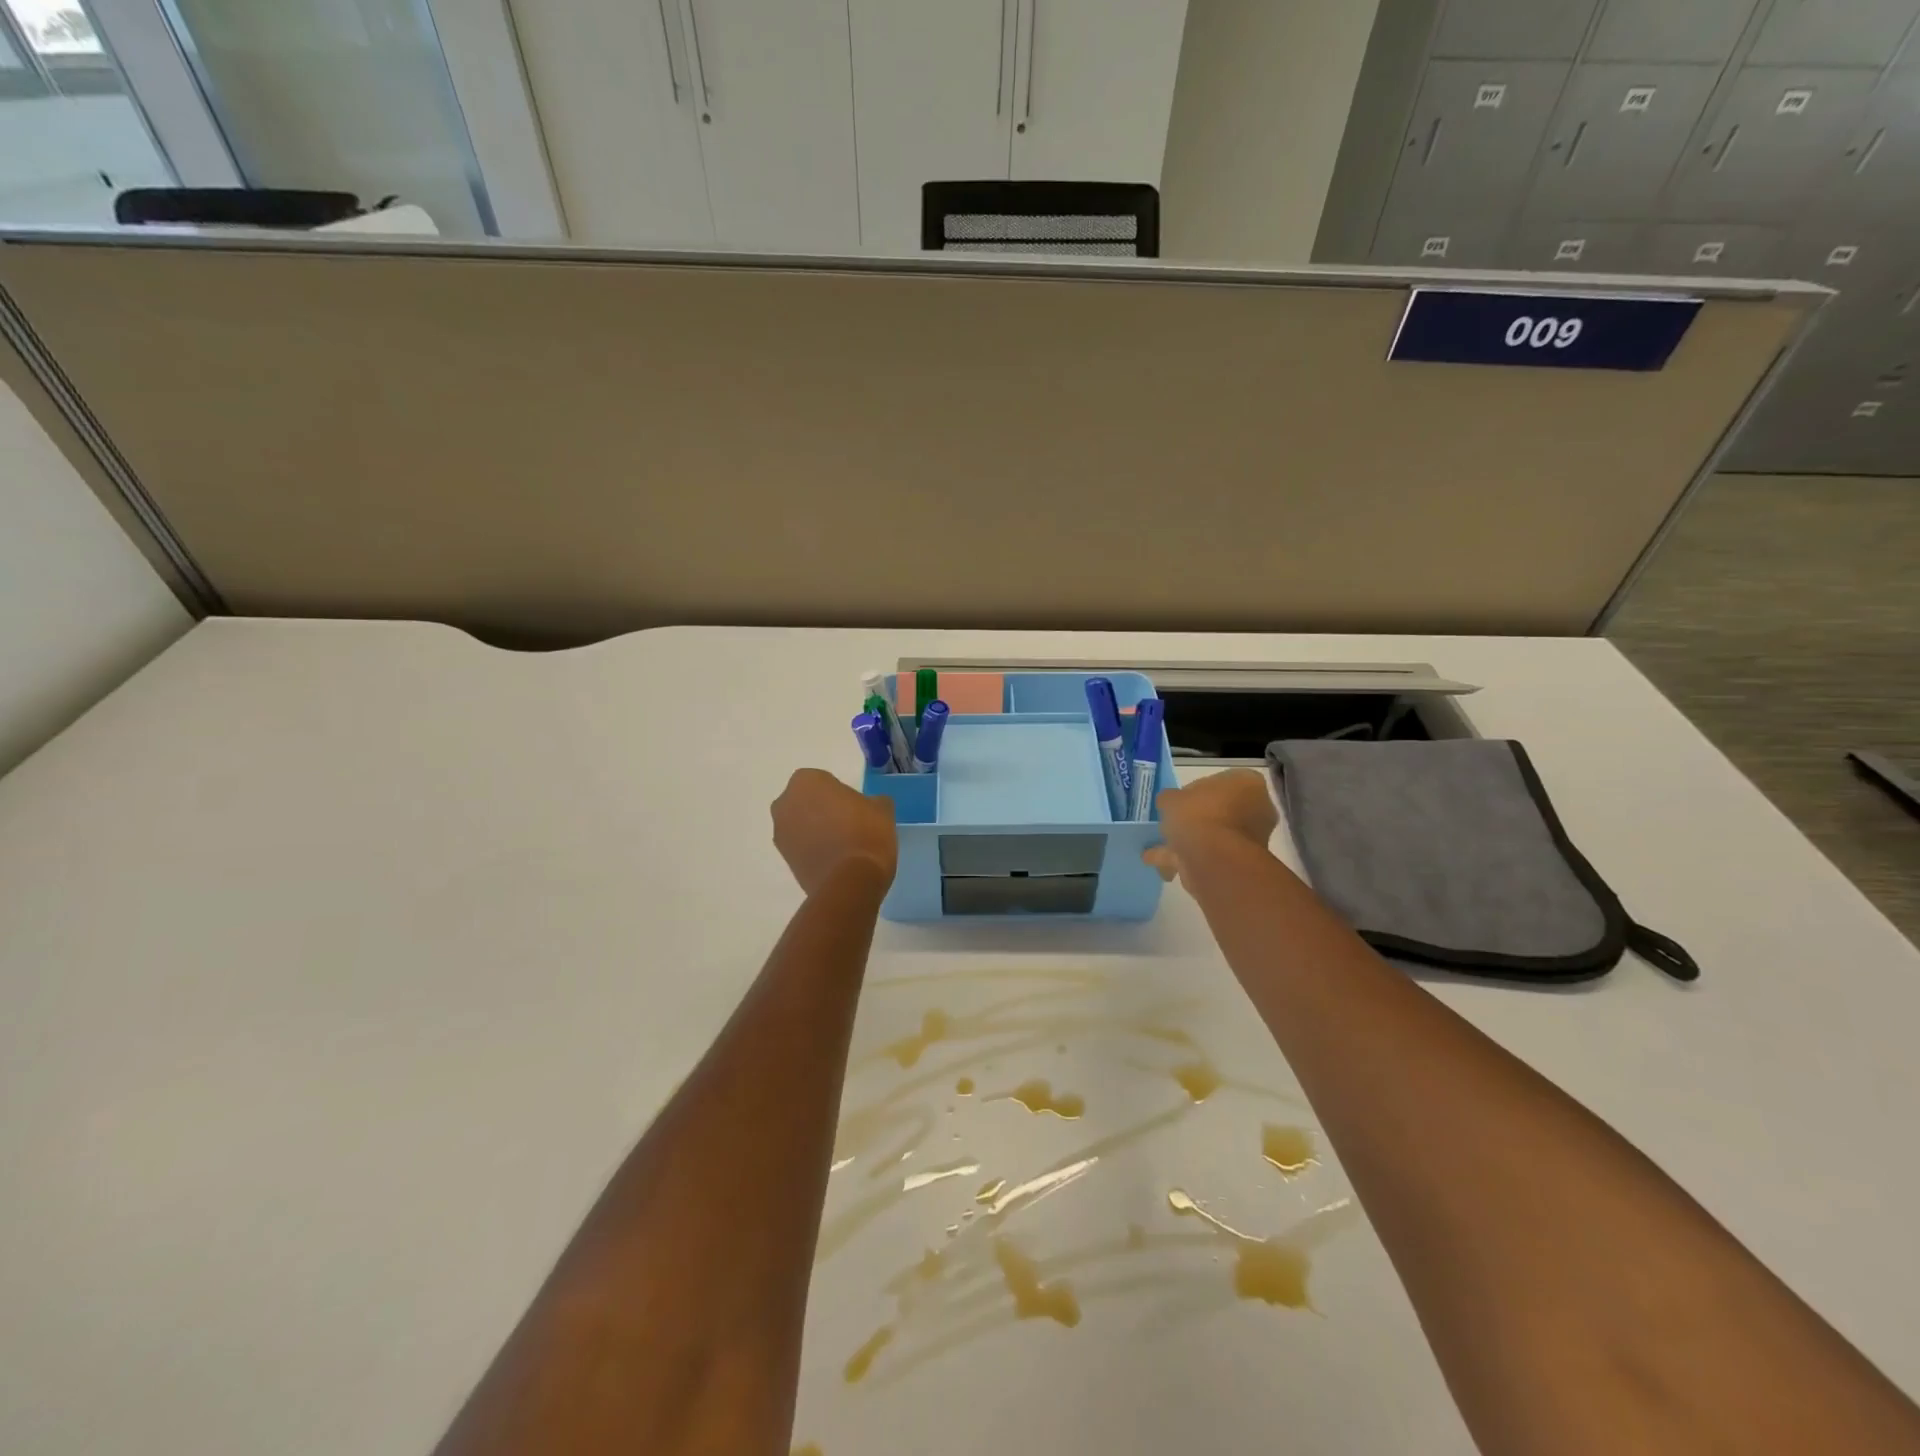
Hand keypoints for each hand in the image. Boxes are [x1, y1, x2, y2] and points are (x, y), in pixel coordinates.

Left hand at [772, 768, 897, 896]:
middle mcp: (785, 803)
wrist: (850, 882)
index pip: (824, 781)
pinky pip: (801, 846)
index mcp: (806, 781)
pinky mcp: (783, 860)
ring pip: (801, 824)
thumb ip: (872, 801)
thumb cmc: (866, 833)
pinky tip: (835, 860)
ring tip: (842, 845)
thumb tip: (869, 806)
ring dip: (816, 830)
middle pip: (807, 801)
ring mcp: (781, 833)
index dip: (840, 794)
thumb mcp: (882, 808)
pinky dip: (813, 849)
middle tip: (848, 824)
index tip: (856, 808)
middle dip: (822, 810)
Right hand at [1143, 769, 1277, 882]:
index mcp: (1247, 784)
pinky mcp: (1242, 862)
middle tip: (1174, 822)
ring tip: (1163, 847)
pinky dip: (1190, 859)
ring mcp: (1252, 837)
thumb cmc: (1198, 816)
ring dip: (1192, 840)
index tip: (1179, 800)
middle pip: (1220, 809)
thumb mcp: (1171, 799)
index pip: (1220, 781)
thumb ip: (1170, 798)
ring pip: (1216, 834)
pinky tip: (1167, 865)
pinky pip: (1212, 855)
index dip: (1196, 790)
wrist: (1215, 860)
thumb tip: (1169, 802)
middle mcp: (1257, 808)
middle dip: (1197, 818)